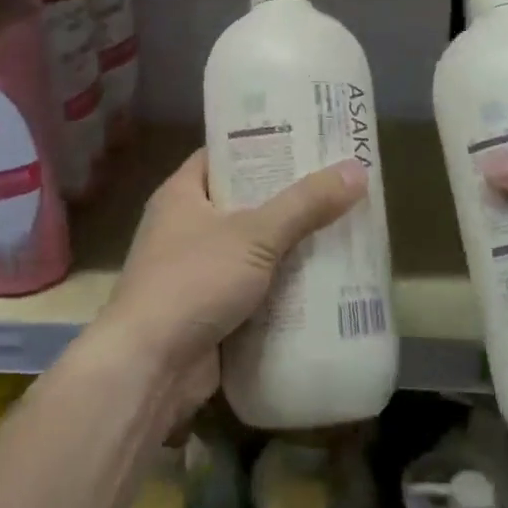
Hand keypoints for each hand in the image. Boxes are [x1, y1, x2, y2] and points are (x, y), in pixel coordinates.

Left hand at [90, 151, 365, 421]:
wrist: (149, 368)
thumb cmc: (193, 282)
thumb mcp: (253, 235)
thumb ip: (305, 204)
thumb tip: (357, 169)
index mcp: (182, 194)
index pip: (223, 155)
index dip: (262, 145)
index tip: (306, 140)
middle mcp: (185, 228)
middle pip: (245, 202)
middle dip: (288, 199)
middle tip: (337, 186)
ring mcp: (197, 272)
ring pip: (253, 249)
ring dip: (290, 247)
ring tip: (342, 229)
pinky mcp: (210, 311)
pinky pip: (254, 289)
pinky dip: (283, 288)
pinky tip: (325, 282)